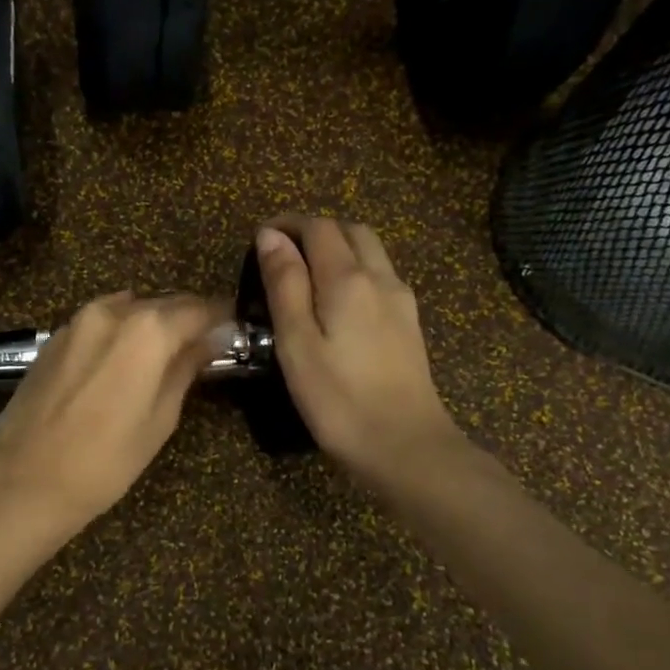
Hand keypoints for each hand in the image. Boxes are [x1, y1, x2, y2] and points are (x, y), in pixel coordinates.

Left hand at [0, 291, 224, 530]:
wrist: (24, 479)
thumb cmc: (106, 459)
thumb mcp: (160, 417)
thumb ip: (187, 368)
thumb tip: (213, 339)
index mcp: (147, 329)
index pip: (199, 309)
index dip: (221, 319)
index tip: (235, 331)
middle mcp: (113, 311)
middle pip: (163, 303)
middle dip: (187, 319)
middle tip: (205, 345)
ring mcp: (78, 321)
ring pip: (130, 308)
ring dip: (152, 323)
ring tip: (164, 354)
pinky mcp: (55, 337)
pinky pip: (101, 322)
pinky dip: (121, 331)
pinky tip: (123, 360)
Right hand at [254, 217, 463, 487]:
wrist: (405, 446)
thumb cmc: (338, 398)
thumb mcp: (296, 343)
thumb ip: (285, 284)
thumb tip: (271, 236)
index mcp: (348, 278)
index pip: (319, 227)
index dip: (288, 224)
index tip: (260, 238)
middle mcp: (381, 278)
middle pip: (351, 230)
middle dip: (316, 230)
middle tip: (283, 253)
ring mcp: (401, 301)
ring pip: (371, 252)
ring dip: (338, 248)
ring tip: (306, 275)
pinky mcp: (409, 324)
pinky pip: (381, 277)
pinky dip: (355, 271)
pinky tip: (338, 303)